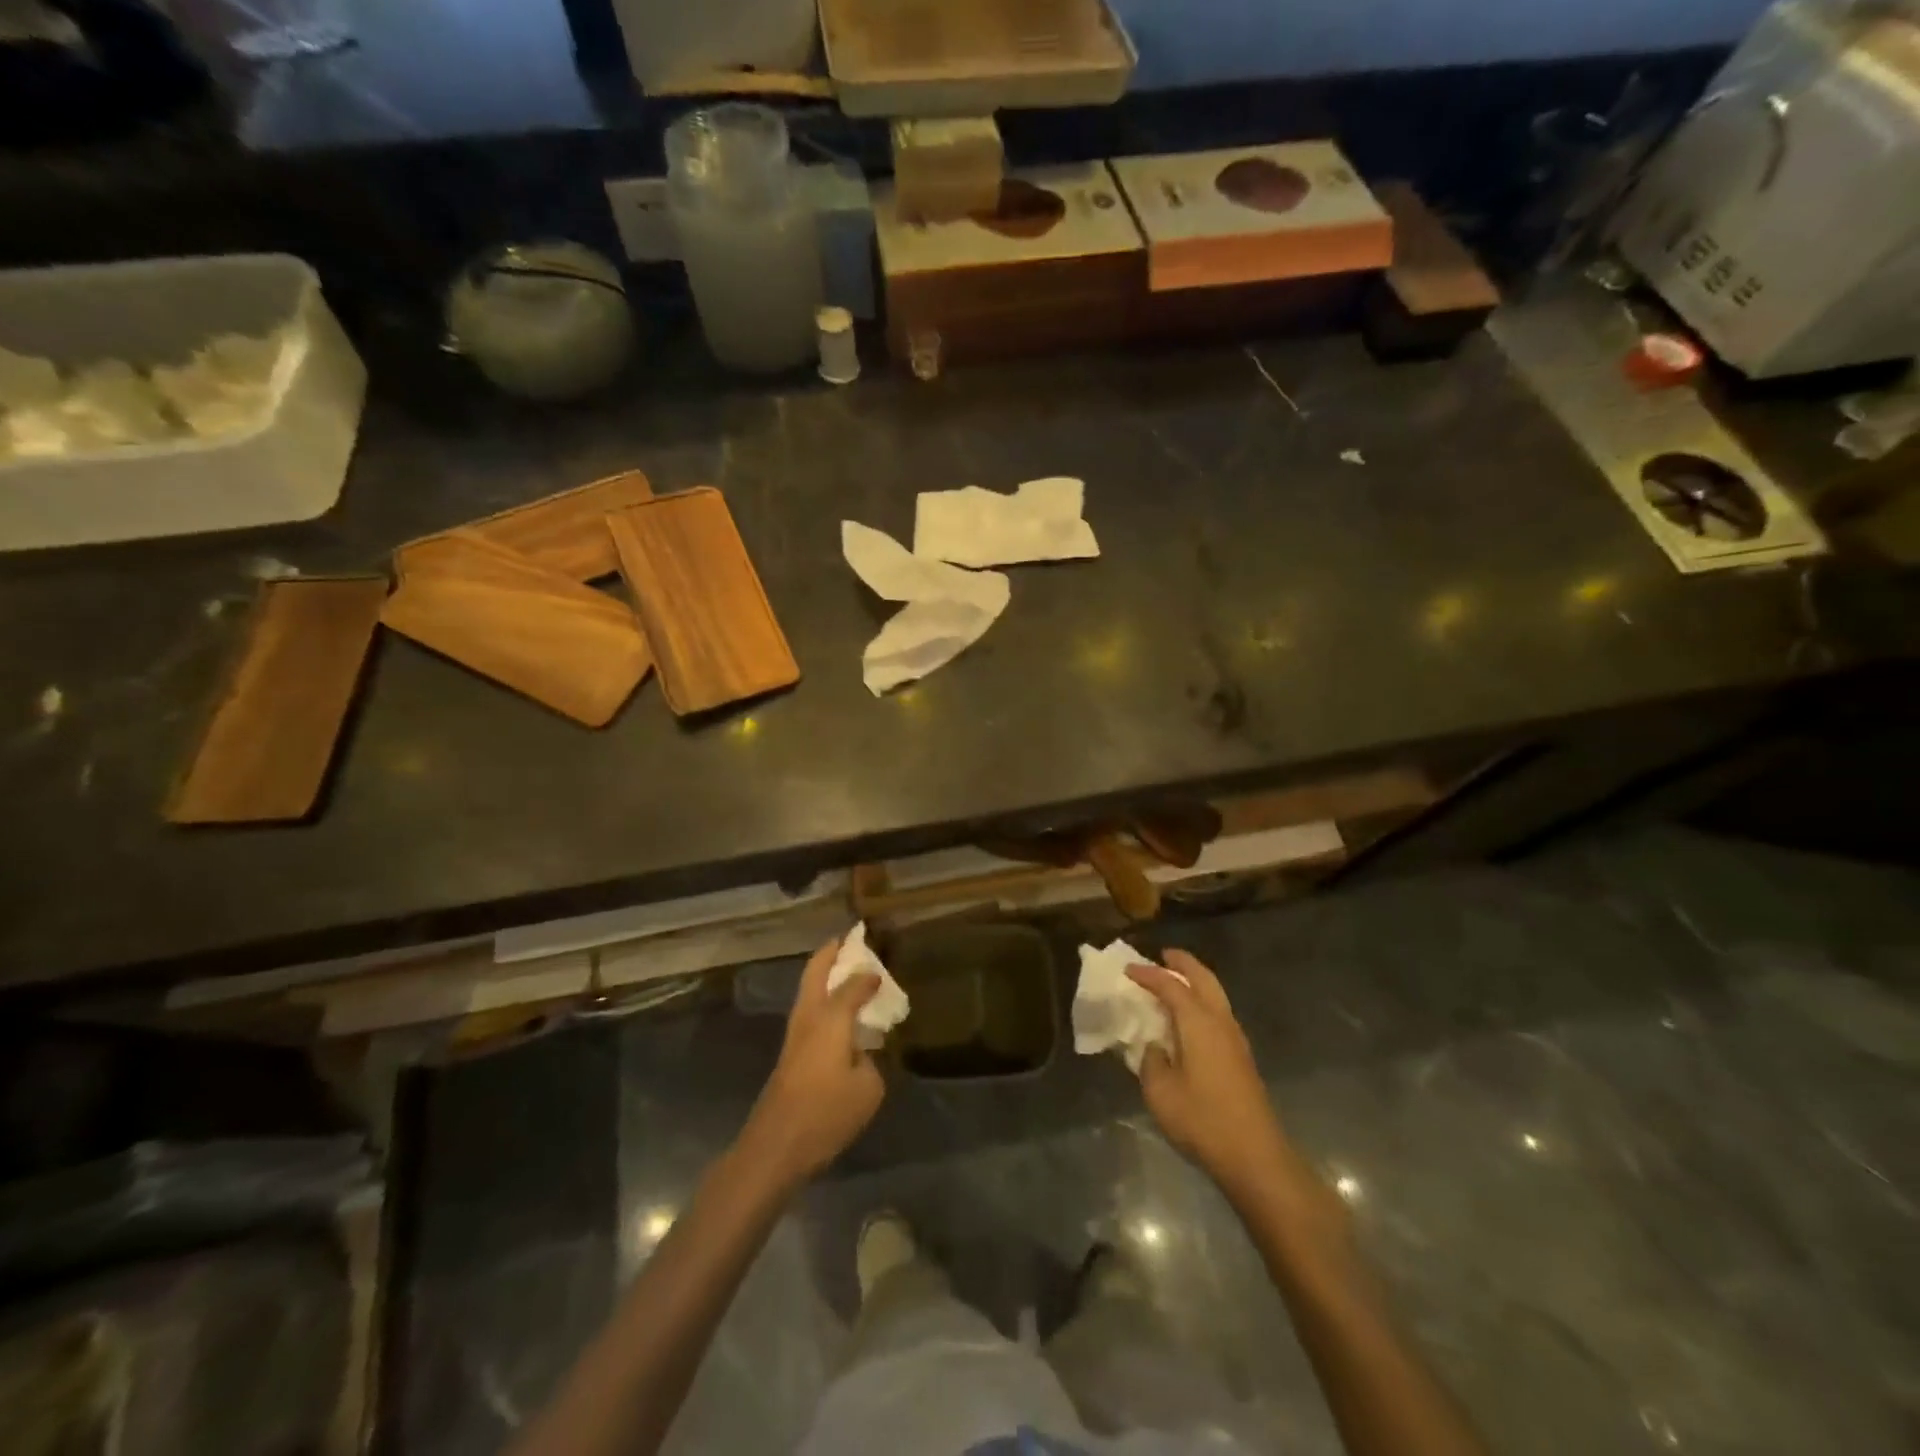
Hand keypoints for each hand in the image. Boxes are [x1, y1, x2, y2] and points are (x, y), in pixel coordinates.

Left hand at [738, 936, 885, 1187]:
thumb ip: (869, 1061)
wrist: (775, 1147)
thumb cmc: (825, 1113)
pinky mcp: (789, 1055)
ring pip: (808, 991)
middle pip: (815, 973)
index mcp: (830, 1018)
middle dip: (830, 954)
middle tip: (846, 941)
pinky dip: (823, 1001)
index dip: (868, 975)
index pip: (853, 984)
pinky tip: (839, 1016)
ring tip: (845, 972)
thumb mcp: (867, 1089)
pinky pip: (809, 1013)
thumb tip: (860, 1053)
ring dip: (823, 976)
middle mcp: (809, 1017)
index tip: (882, 970)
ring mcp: (794, 1035)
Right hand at [1129, 950, 1293, 1201]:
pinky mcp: (1242, 1058)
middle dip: (1183, 963)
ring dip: (1196, 982)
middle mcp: (1220, 1022)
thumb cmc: (1203, 1120)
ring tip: (1174, 983)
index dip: (1148, 974)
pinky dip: (1202, 1002)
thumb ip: (1151, 1061)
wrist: (1256, 1157)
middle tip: (1163, 955)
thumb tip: (1154, 1046)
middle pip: (1204, 979)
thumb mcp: (1161, 1092)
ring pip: (1216, 995)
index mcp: (1199, 1023)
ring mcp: (1236, 1040)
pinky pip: (1219, 1014)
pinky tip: (1189, 1019)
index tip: (1127, 969)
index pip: (1170, 986)